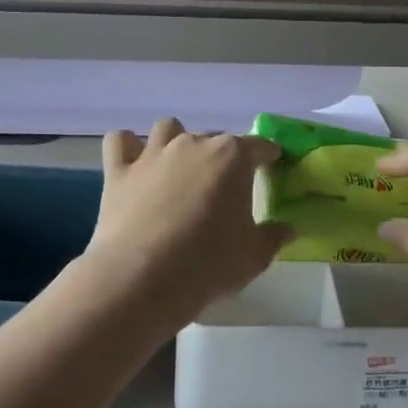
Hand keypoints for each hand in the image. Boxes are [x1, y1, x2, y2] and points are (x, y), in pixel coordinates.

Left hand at [85, 119, 286, 330]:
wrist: (142, 278)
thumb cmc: (208, 264)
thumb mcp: (254, 256)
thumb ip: (273, 236)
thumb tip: (288, 228)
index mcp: (232, 156)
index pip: (259, 145)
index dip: (268, 155)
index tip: (272, 165)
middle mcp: (194, 143)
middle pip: (214, 139)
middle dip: (221, 158)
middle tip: (222, 189)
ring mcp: (154, 153)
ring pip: (168, 128)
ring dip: (176, 142)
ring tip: (179, 170)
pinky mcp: (119, 169)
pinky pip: (120, 141)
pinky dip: (128, 148)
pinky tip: (133, 165)